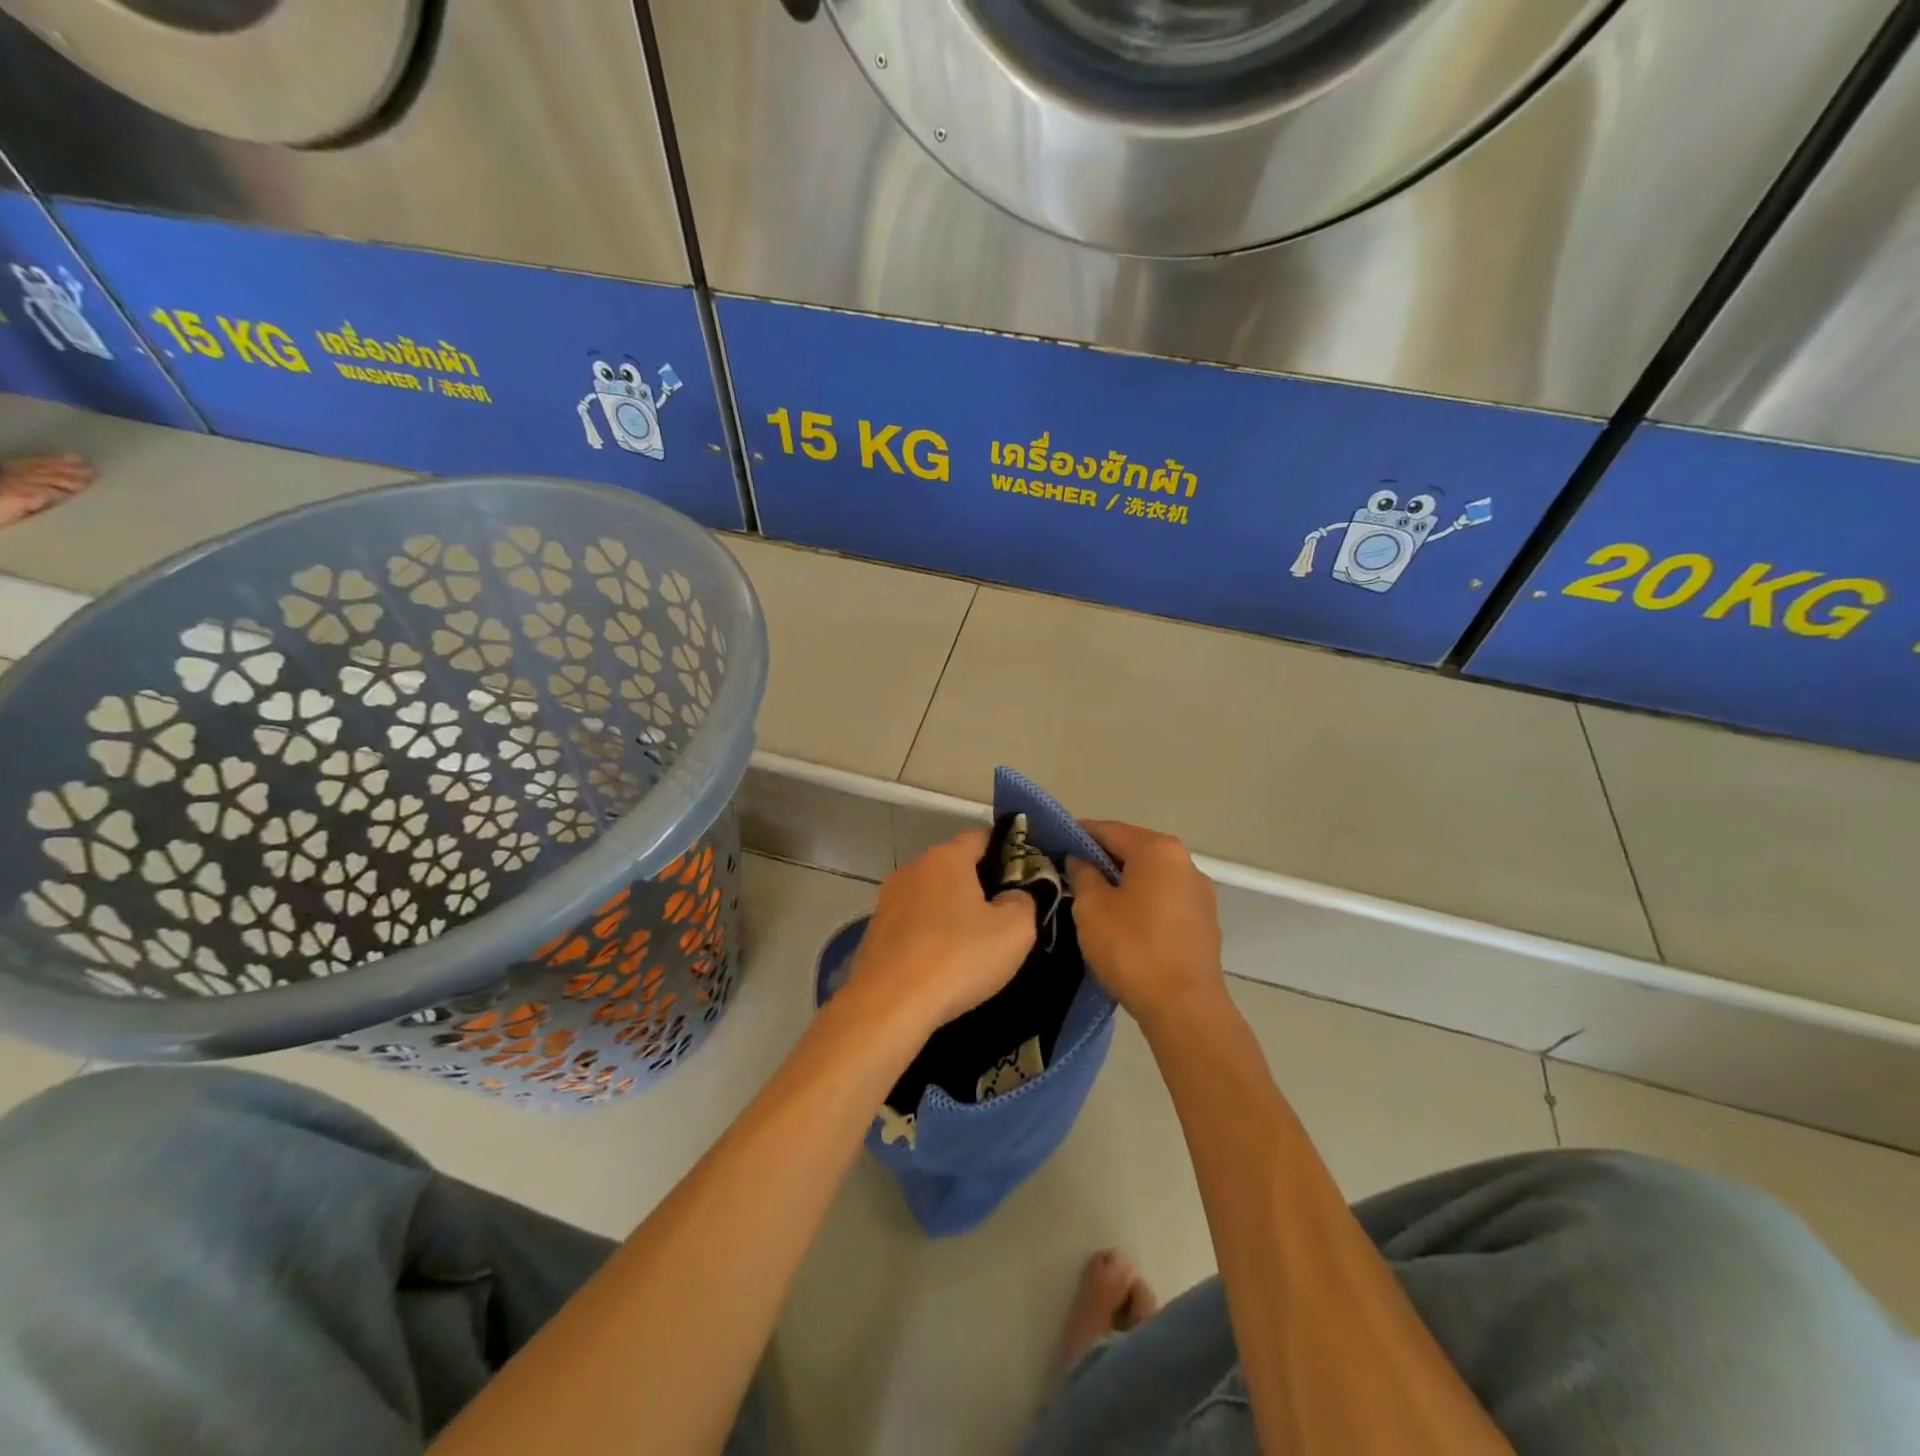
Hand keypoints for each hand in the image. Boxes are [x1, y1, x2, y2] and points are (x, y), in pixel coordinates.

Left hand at [844, 829, 1035, 1035]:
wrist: (888, 1005)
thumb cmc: (958, 958)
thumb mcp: (1015, 931)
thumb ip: (1025, 902)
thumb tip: (1016, 895)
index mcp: (947, 857)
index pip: (981, 837)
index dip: (1006, 852)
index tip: (1023, 879)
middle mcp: (913, 868)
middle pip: (954, 866)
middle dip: (979, 885)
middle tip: (1003, 918)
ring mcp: (888, 899)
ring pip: (931, 895)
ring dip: (951, 912)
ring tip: (972, 945)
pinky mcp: (874, 930)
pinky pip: (912, 923)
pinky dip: (928, 934)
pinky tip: (940, 963)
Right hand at [1067, 821, 1224, 1023]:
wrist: (1184, 1008)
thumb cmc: (1132, 948)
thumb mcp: (1092, 908)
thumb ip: (1083, 874)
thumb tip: (1080, 860)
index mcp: (1158, 850)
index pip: (1109, 830)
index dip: (1078, 835)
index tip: (1055, 845)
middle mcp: (1185, 863)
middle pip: (1134, 851)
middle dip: (1102, 860)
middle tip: (1070, 876)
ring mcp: (1200, 893)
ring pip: (1151, 877)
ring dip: (1123, 884)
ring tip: (1095, 903)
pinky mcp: (1205, 923)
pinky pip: (1165, 901)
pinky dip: (1143, 904)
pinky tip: (1125, 926)